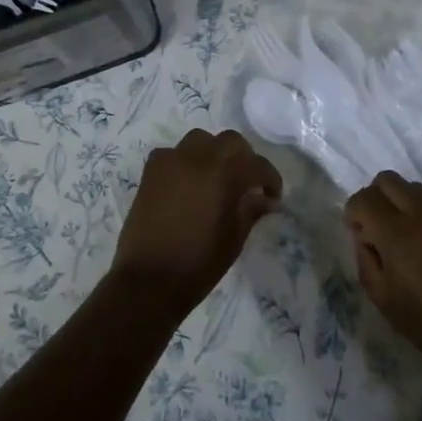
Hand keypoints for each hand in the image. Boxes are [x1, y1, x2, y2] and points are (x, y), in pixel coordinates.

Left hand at [112, 130, 281, 318]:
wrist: (148, 280)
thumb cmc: (198, 264)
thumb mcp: (234, 240)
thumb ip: (251, 210)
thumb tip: (266, 199)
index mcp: (224, 175)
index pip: (257, 166)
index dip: (271, 179)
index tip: (273, 197)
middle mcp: (198, 158)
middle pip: (230, 141)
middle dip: (244, 158)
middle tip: (247, 183)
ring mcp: (171, 160)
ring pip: (200, 140)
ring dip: (214, 153)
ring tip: (216, 178)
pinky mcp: (151, 170)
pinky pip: (173, 153)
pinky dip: (185, 161)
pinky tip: (187, 183)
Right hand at [345, 172, 421, 386]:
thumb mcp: (386, 303)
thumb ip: (366, 262)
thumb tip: (365, 238)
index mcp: (397, 233)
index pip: (364, 198)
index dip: (353, 214)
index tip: (361, 238)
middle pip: (387, 180)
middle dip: (375, 198)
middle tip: (379, 231)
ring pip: (414, 188)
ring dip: (401, 204)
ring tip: (407, 240)